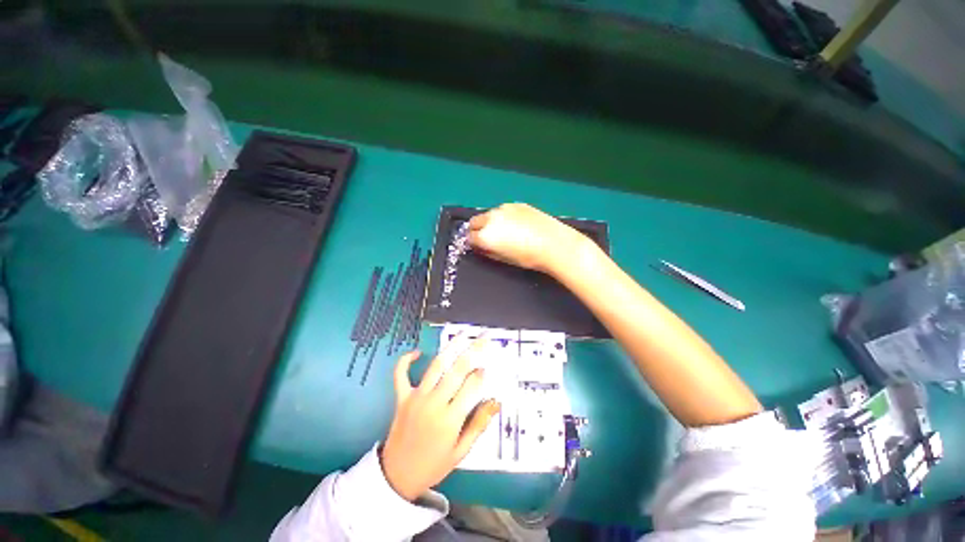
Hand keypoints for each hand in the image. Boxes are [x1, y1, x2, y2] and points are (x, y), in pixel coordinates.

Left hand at [380, 338, 500, 500]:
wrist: (397, 477)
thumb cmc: (433, 465)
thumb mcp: (460, 452)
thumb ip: (479, 424)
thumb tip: (495, 402)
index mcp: (450, 419)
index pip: (472, 386)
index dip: (482, 373)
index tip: (488, 365)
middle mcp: (434, 403)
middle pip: (457, 369)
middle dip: (474, 350)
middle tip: (484, 337)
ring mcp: (416, 398)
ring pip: (436, 366)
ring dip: (451, 347)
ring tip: (462, 334)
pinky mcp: (401, 397)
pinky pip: (401, 374)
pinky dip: (406, 360)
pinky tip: (417, 351)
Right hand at [468, 203, 587, 274]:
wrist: (553, 244)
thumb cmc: (528, 257)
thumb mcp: (504, 259)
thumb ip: (488, 252)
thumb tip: (481, 247)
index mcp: (486, 235)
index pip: (469, 236)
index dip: (473, 243)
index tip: (479, 246)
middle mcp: (491, 218)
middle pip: (475, 221)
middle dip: (478, 229)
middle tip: (488, 238)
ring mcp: (504, 208)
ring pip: (489, 214)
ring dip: (491, 221)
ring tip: (506, 231)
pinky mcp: (517, 204)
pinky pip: (504, 210)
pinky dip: (504, 216)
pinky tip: (518, 224)